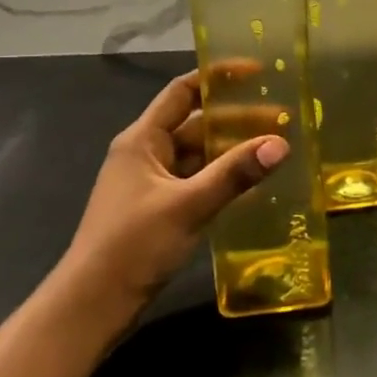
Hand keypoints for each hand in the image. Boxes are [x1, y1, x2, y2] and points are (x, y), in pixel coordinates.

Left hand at [57, 70, 288, 308]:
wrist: (94, 303)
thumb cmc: (133, 244)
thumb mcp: (188, 205)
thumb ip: (235, 173)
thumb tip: (280, 144)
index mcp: (142, 140)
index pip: (182, 93)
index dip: (217, 78)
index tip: (257, 73)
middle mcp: (146, 154)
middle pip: (196, 125)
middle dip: (237, 120)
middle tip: (282, 121)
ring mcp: (153, 183)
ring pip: (199, 156)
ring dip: (233, 151)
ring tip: (276, 148)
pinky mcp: (161, 209)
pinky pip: (198, 182)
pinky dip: (224, 179)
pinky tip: (255, 185)